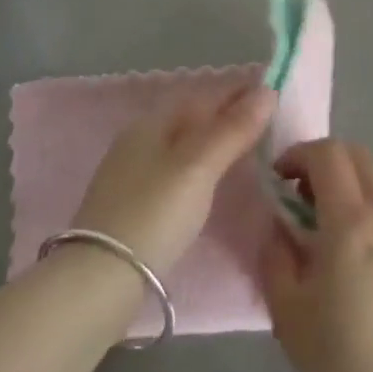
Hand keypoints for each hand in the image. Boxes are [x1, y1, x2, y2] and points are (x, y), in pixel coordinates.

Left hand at [70, 78, 274, 275]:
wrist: (98, 281)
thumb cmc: (154, 213)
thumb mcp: (199, 167)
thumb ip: (233, 129)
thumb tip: (268, 90)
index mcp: (153, 122)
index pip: (204, 95)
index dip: (239, 91)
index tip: (274, 92)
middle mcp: (139, 140)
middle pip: (192, 118)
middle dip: (227, 115)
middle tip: (267, 122)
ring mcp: (131, 173)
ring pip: (183, 145)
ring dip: (214, 141)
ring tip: (246, 149)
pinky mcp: (131, 206)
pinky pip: (175, 170)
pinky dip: (200, 167)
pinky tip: (211, 182)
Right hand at [261, 141, 372, 371]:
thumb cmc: (342, 369)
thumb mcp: (288, 312)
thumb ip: (276, 254)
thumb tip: (279, 225)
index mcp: (353, 223)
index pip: (328, 154)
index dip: (299, 154)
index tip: (279, 179)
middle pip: (358, 156)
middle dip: (325, 163)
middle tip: (301, 199)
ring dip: (349, 191)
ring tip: (328, 237)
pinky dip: (371, 217)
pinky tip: (360, 266)